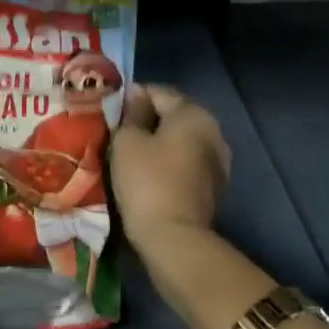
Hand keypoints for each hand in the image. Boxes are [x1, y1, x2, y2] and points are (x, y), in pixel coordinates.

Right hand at [111, 85, 230, 252]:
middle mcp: (213, 131)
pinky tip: (148, 171)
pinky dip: (169, 160)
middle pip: (173, 114)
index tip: (110, 110)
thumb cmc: (146, 180)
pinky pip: (186, 160)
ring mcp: (218, 160)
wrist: (173, 237)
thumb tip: (136, 95)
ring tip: (130, 152)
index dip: (131, 97)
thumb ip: (132, 113)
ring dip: (158, 141)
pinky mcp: (214, 185)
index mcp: (194, 113)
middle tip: (117, 130)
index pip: (158, 91)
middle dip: (147, 119)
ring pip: (181, 139)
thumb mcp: (127, 140)